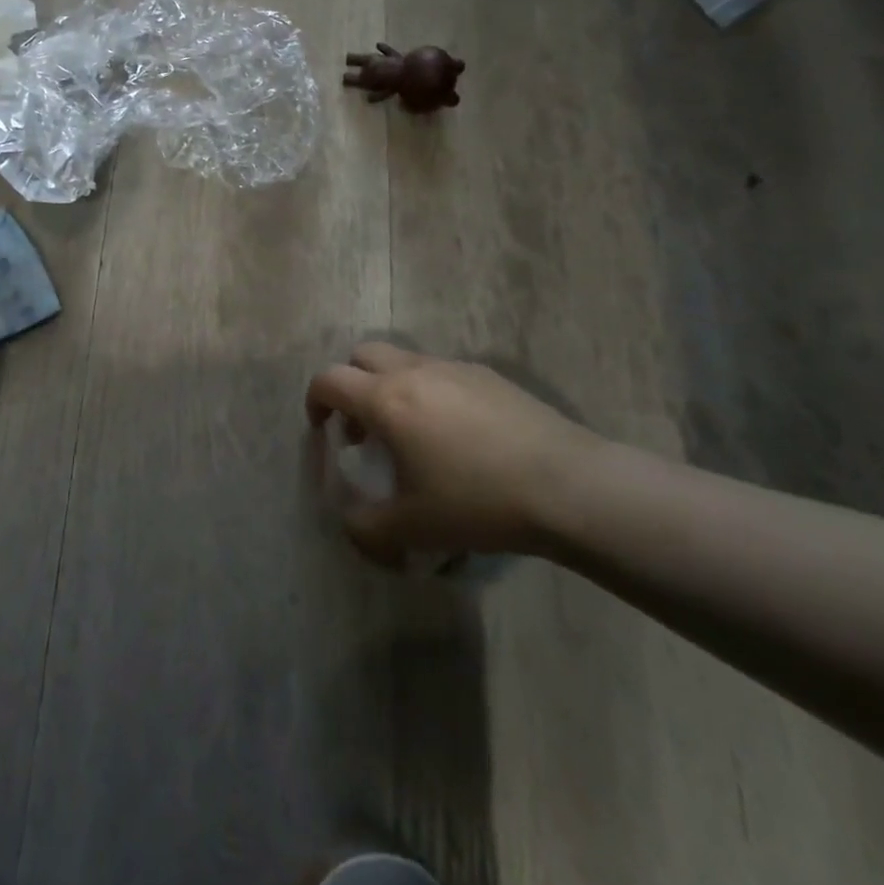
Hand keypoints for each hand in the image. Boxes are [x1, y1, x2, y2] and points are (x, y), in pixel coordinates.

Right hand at [305, 344, 601, 561]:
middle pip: (363, 355)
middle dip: (352, 385)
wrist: (568, 486)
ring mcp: (454, 368)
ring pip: (404, 360)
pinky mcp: (489, 375)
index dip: (315, 401)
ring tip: (411, 435)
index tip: (322, 429)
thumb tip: (350, 523)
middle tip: (363, 428)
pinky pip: (442, 372)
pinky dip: (429, 391)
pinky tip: (456, 436)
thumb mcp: (413, 529)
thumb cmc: (479, 503)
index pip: (329, 380)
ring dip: (391, 387)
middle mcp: (414, 372)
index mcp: (386, 400)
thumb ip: (367, 528)